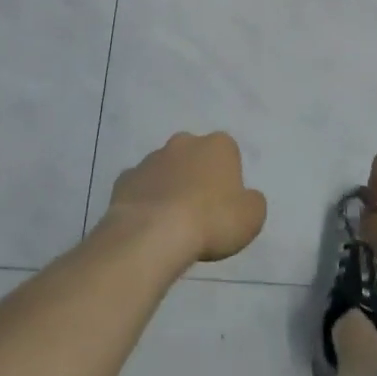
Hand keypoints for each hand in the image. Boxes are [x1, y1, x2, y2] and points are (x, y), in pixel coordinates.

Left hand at [105, 132, 266, 266]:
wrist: (154, 233)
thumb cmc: (212, 220)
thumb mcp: (252, 216)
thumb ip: (252, 202)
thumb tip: (244, 198)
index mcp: (218, 144)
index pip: (228, 154)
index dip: (228, 179)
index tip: (225, 204)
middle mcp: (184, 142)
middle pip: (194, 156)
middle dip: (196, 176)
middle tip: (200, 212)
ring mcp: (151, 158)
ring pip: (165, 170)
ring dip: (170, 188)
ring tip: (172, 224)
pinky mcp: (125, 178)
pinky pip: (140, 188)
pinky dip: (145, 201)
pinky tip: (148, 225)